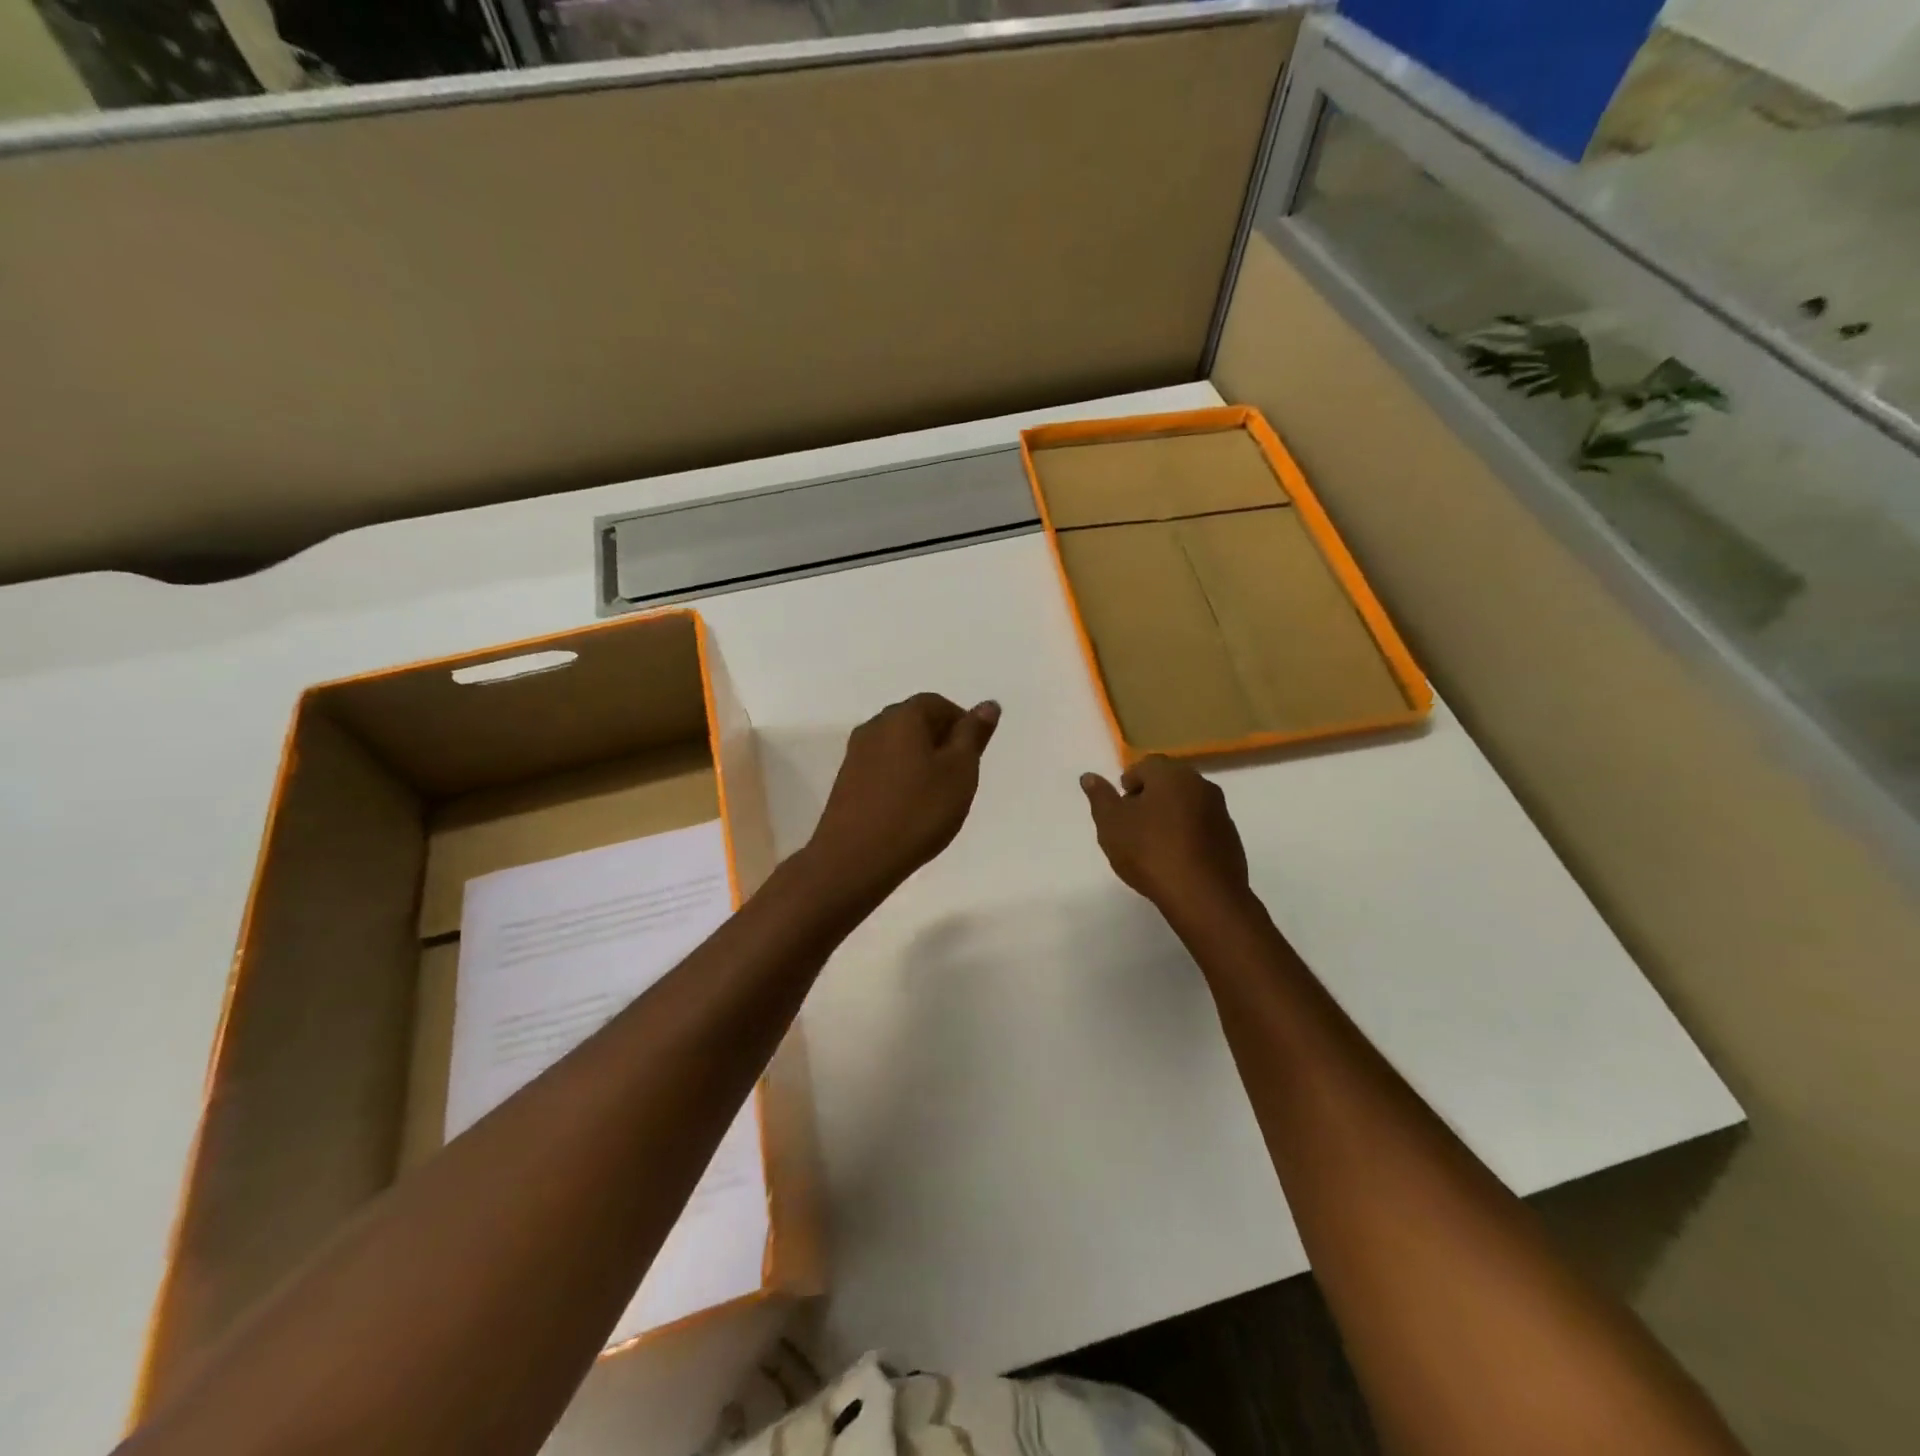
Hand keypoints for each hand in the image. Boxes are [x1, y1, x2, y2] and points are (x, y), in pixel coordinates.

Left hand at [807, 693, 1000, 899]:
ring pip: (897, 747)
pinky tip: (909, 808)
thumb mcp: (959, 772)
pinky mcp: (846, 783)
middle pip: (914, 722)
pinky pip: (882, 768)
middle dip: (940, 742)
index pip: (937, 704)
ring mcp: (855, 755)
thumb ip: (973, 735)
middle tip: (959, 777)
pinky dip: (900, 779)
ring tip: (936, 797)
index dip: (961, 724)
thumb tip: (988, 705)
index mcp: (902, 717)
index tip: (974, 756)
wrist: (855, 858)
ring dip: (920, 762)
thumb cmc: (917, 811)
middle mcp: (874, 727)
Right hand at [1081, 756, 1251, 919]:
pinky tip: (1176, 858)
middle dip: (1150, 798)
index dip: (1129, 782)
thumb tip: (1089, 777)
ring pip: (1188, 804)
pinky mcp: (1231, 838)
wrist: (1203, 895)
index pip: (1146, 764)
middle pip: (1169, 782)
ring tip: (1153, 844)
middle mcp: (1200, 785)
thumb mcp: (1111, 824)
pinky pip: (1203, 826)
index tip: (1120, 807)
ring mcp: (1220, 811)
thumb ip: (1100, 797)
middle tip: (1132, 825)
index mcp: (1171, 775)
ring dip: (1170, 816)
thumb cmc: (1150, 852)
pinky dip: (1188, 834)